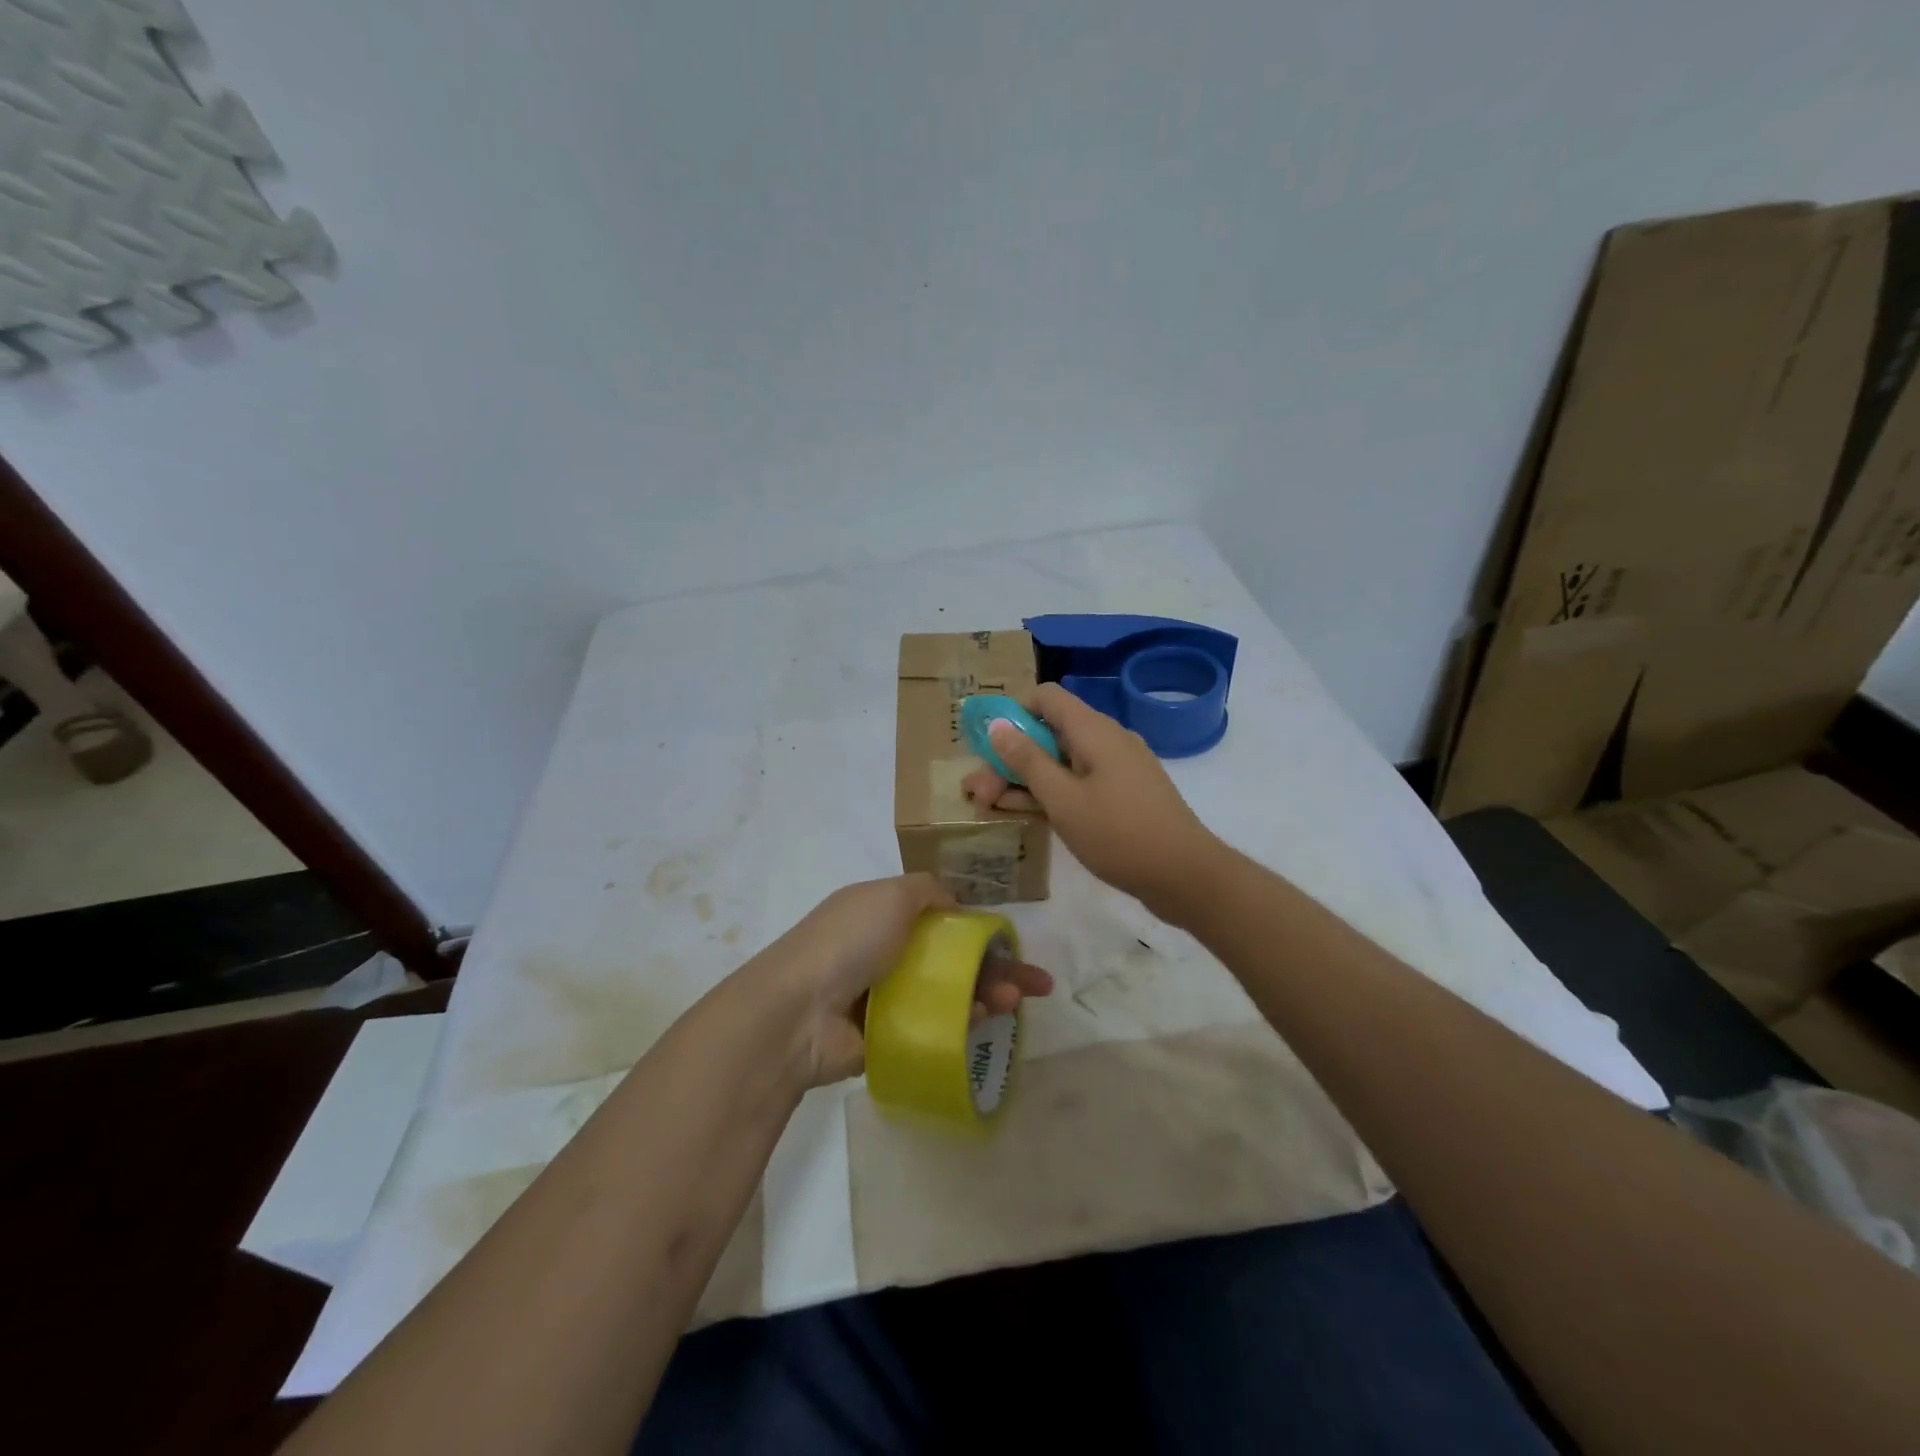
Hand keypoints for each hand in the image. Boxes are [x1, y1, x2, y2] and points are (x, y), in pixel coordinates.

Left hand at [753, 874, 1053, 1086]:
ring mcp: (887, 995)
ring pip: (949, 994)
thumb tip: (954, 903)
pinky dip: (963, 1022)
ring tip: (1015, 1003)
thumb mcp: (892, 894)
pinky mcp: (889, 1035)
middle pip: (953, 958)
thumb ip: (929, 891)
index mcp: (882, 913)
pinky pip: (935, 1026)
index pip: (941, 919)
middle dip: (996, 967)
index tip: (1010, 943)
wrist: (799, 1011)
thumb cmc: (849, 941)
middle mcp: (885, 951)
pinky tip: (986, 1020)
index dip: (978, 929)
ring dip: (987, 994)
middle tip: (1035, 985)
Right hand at [962, 684, 1220, 918]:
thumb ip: (1027, 760)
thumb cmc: (1119, 834)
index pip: (1046, 698)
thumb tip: (998, 723)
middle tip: (978, 792)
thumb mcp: (1063, 799)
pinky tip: (1025, 815)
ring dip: (1025, 780)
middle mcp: (1106, 740)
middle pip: (1048, 734)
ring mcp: (1116, 769)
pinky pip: (1078, 783)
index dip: (1013, 713)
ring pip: (1061, 763)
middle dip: (1009, 759)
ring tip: (988, 807)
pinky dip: (1051, 794)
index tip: (987, 745)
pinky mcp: (1122, 795)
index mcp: (1093, 730)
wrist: (1186, 876)